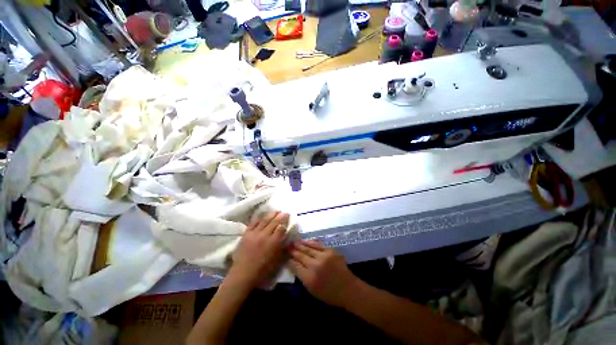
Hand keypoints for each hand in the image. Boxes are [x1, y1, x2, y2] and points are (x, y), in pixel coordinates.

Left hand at [230, 212, 288, 287]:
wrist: (243, 273)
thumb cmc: (262, 270)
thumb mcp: (276, 260)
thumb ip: (281, 247)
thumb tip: (285, 237)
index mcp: (273, 242)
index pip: (281, 228)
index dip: (285, 223)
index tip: (288, 219)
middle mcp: (264, 235)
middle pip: (274, 222)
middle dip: (281, 216)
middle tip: (285, 212)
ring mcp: (254, 233)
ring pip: (264, 220)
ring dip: (271, 215)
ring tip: (276, 211)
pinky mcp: (246, 234)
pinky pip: (253, 223)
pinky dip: (258, 218)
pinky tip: (262, 215)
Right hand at [288, 240, 357, 307]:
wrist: (348, 289)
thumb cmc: (329, 294)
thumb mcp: (312, 290)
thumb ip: (302, 276)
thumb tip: (293, 264)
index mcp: (309, 279)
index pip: (295, 266)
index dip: (289, 260)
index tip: (285, 256)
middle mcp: (315, 266)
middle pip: (301, 255)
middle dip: (293, 250)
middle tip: (287, 245)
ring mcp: (324, 257)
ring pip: (308, 248)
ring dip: (300, 244)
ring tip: (294, 242)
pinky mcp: (330, 251)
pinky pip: (318, 245)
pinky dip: (310, 242)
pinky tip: (305, 241)